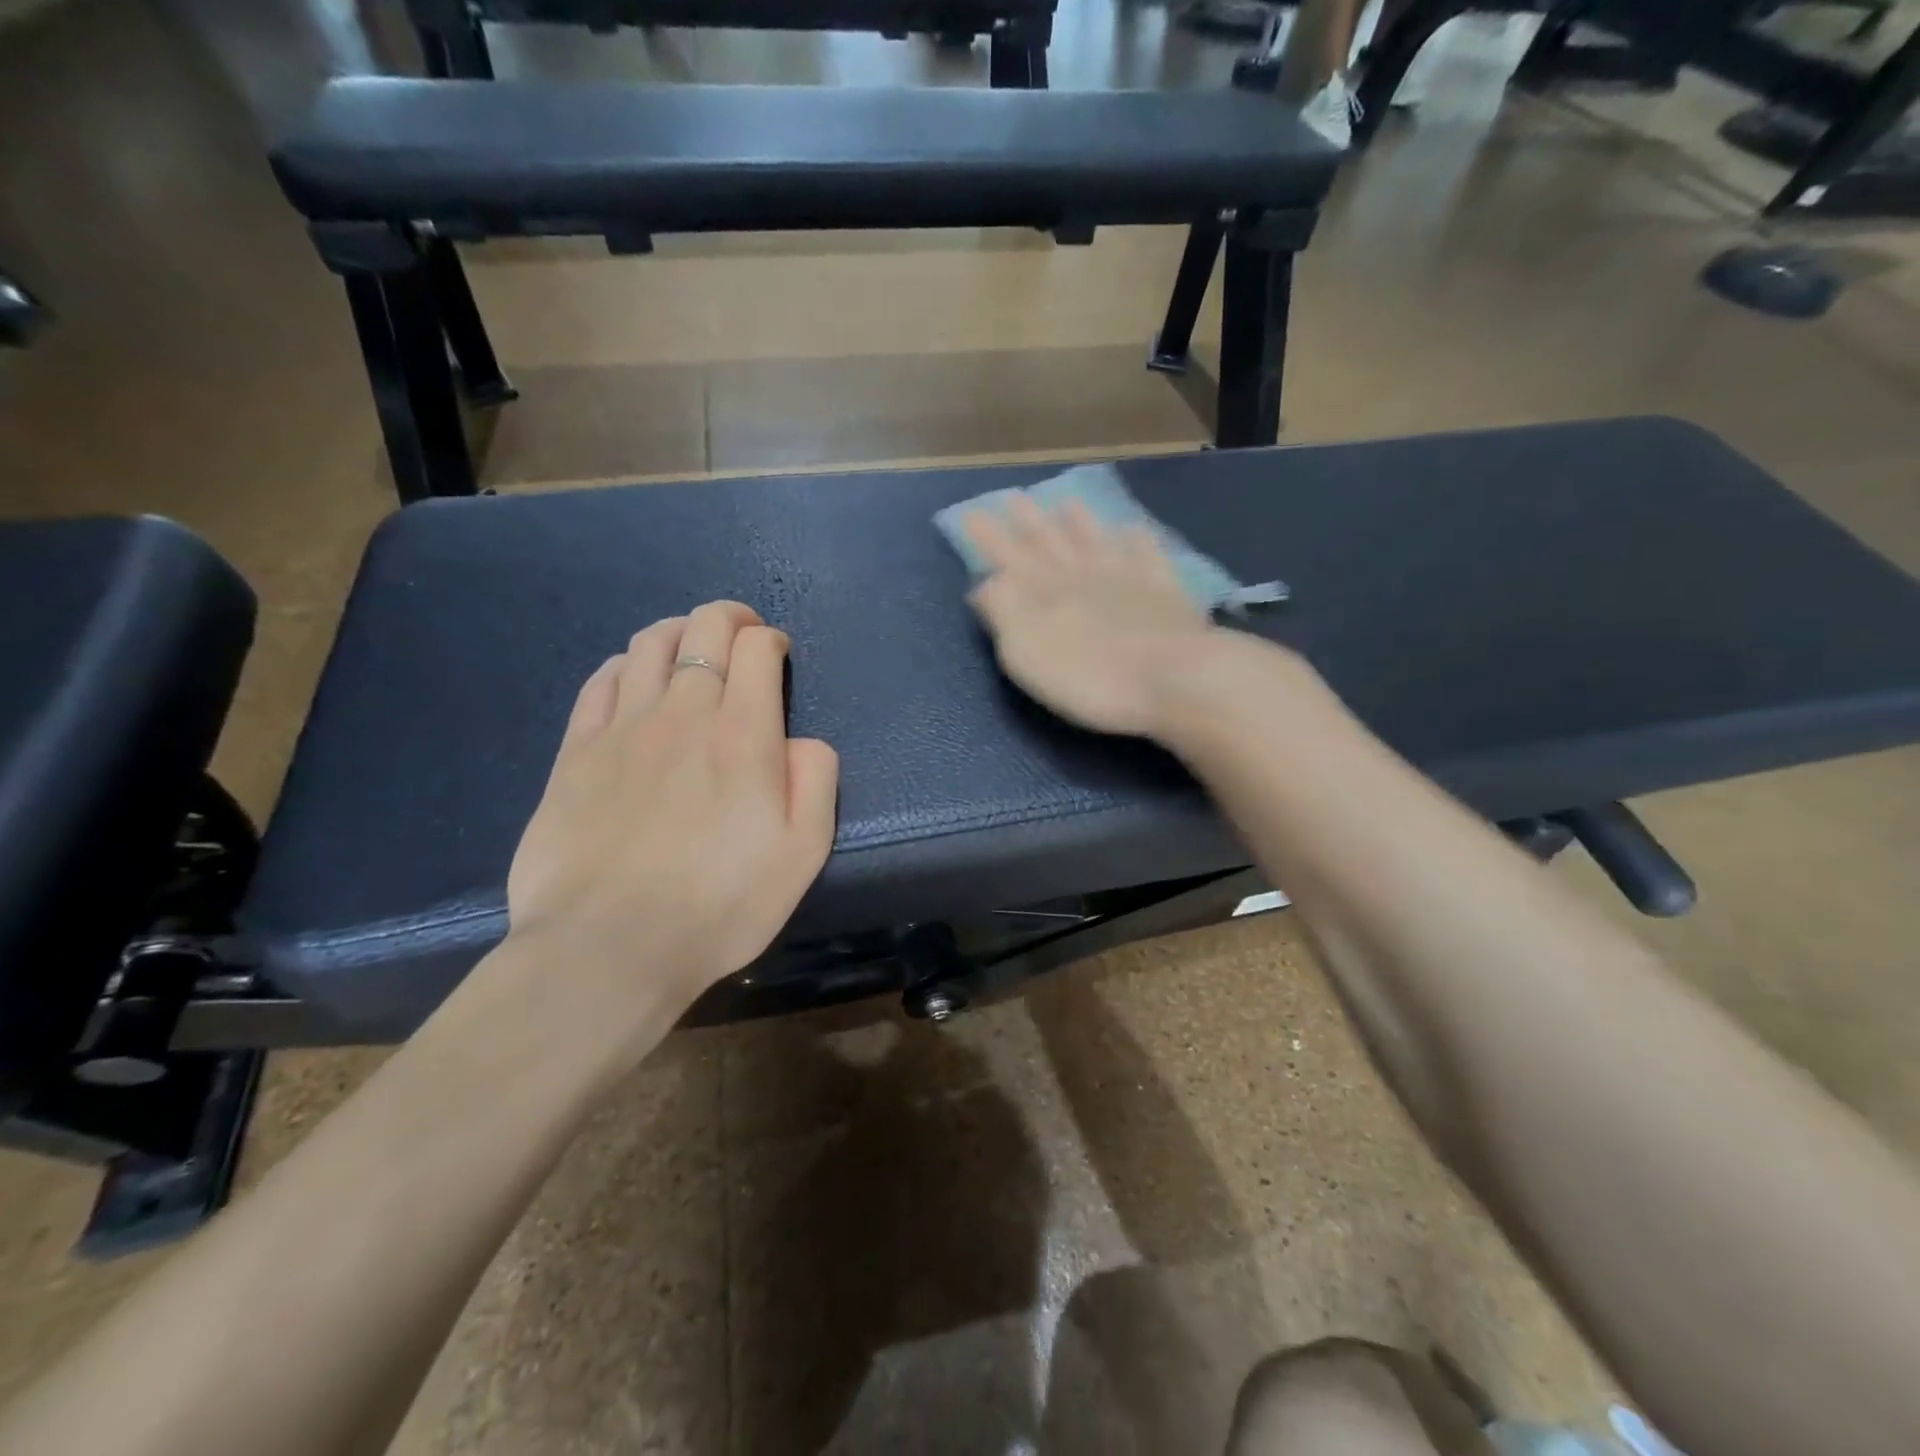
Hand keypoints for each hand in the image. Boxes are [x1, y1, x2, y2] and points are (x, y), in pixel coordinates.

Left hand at [505, 601, 838, 1015]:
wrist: (609, 948)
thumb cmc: (720, 904)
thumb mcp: (803, 852)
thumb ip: (816, 780)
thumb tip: (802, 740)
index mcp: (742, 733)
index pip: (756, 649)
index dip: (770, 640)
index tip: (778, 656)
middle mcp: (682, 713)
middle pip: (702, 629)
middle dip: (729, 618)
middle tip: (741, 634)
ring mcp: (622, 728)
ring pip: (649, 644)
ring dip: (679, 631)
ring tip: (691, 647)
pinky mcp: (576, 752)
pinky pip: (602, 681)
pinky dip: (627, 664)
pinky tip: (636, 678)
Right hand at [965, 496, 1226, 736]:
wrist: (1173, 678)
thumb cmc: (1088, 676)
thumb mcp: (1025, 651)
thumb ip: (1003, 611)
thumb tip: (985, 582)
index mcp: (1044, 592)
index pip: (1007, 556)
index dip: (988, 536)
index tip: (971, 512)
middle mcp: (1082, 575)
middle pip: (1050, 541)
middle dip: (1029, 520)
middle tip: (1015, 497)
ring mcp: (1128, 578)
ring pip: (1097, 540)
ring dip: (1080, 522)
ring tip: (1067, 502)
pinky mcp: (1165, 591)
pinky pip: (1149, 555)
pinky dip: (1139, 540)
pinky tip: (1135, 530)